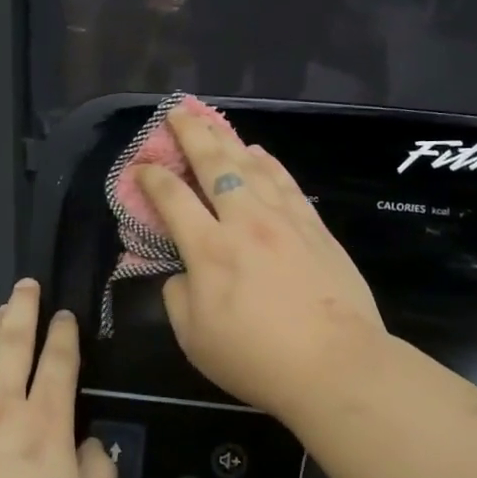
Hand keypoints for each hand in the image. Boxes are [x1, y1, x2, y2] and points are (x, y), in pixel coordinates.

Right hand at [136, 109, 388, 420]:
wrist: (335, 365)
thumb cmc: (256, 359)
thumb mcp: (194, 339)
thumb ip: (177, 297)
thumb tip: (182, 272)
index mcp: (208, 250)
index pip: (172, 199)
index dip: (151, 178)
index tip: (140, 166)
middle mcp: (244, 222)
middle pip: (213, 164)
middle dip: (191, 134)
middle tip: (177, 112)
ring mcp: (284, 220)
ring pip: (251, 166)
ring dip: (227, 140)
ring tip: (212, 122)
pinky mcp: (315, 228)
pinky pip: (286, 183)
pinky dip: (269, 163)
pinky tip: (259, 153)